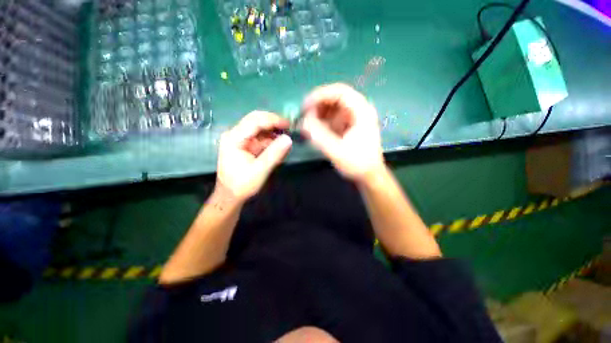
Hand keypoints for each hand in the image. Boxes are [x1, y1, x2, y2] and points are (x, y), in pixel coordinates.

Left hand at [216, 111, 292, 201]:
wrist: (230, 195)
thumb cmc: (242, 184)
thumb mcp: (260, 170)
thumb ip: (274, 154)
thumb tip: (289, 139)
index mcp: (234, 138)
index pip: (255, 121)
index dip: (273, 120)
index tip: (289, 124)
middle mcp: (235, 134)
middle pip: (256, 120)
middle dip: (273, 123)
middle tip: (290, 128)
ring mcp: (240, 139)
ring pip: (259, 128)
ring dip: (273, 131)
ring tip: (286, 137)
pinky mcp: (246, 145)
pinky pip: (260, 137)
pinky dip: (271, 140)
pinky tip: (279, 145)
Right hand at [301, 83, 384, 182]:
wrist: (369, 176)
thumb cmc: (357, 163)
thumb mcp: (336, 150)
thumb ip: (318, 135)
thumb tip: (303, 121)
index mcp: (361, 111)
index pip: (340, 92)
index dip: (320, 95)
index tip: (305, 106)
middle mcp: (359, 110)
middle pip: (335, 98)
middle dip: (318, 106)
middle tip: (304, 117)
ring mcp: (354, 118)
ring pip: (333, 108)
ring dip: (319, 114)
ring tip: (308, 125)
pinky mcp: (349, 126)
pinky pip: (333, 118)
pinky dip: (323, 121)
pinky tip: (315, 130)